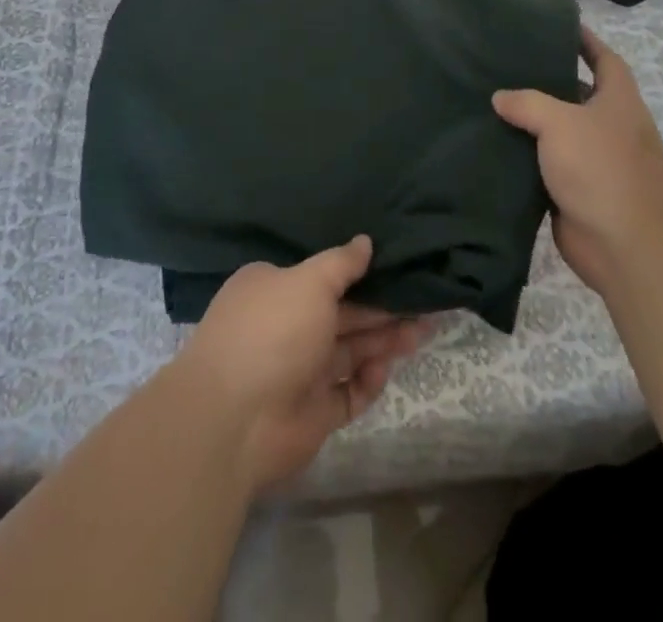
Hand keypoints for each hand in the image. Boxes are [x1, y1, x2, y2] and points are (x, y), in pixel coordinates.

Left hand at [174, 237, 427, 493]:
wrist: (236, 421)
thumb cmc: (272, 332)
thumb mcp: (309, 282)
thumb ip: (341, 264)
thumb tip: (365, 241)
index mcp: (274, 289)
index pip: (321, 276)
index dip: (359, 273)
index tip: (395, 267)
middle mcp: (286, 326)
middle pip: (343, 314)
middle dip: (382, 309)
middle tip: (426, 302)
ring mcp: (299, 371)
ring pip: (350, 351)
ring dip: (384, 341)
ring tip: (424, 330)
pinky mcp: (312, 413)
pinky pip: (347, 393)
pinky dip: (367, 381)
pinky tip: (383, 369)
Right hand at [492, 26, 662, 295]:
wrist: (626, 247)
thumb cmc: (602, 169)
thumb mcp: (561, 122)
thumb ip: (527, 103)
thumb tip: (500, 97)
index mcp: (618, 102)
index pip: (605, 59)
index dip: (586, 41)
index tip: (559, 26)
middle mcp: (609, 128)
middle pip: (576, 95)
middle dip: (547, 81)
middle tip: (505, 64)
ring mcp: (593, 162)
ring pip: (556, 133)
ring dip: (530, 122)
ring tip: (490, 102)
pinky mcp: (574, 192)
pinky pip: (544, 167)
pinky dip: (523, 158)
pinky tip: (492, 146)